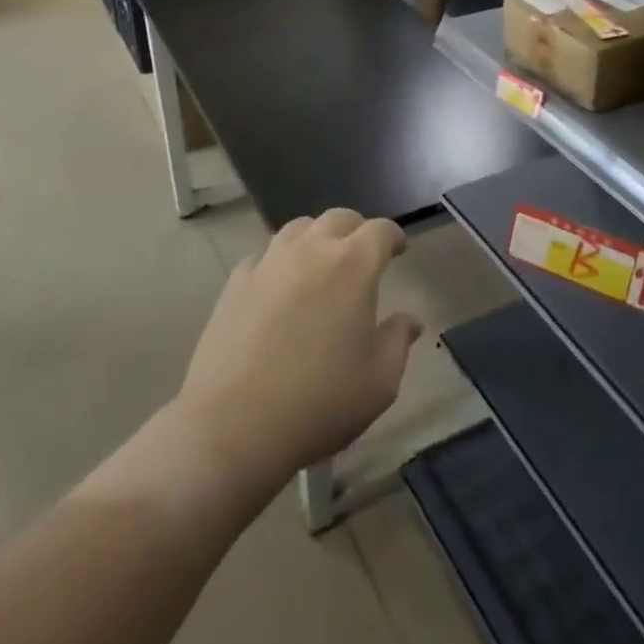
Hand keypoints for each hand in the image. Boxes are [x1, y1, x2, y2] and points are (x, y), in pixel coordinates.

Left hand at [177, 209, 422, 489]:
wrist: (234, 425)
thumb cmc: (320, 401)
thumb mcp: (379, 381)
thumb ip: (398, 341)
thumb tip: (409, 320)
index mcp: (353, 266)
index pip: (380, 231)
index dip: (393, 236)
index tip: (398, 249)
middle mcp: (311, 251)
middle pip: (338, 219)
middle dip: (356, 230)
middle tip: (362, 254)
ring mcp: (269, 262)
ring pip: (298, 228)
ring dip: (317, 238)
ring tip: (321, 263)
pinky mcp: (236, 282)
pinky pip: (265, 256)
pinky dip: (280, 262)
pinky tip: (280, 287)